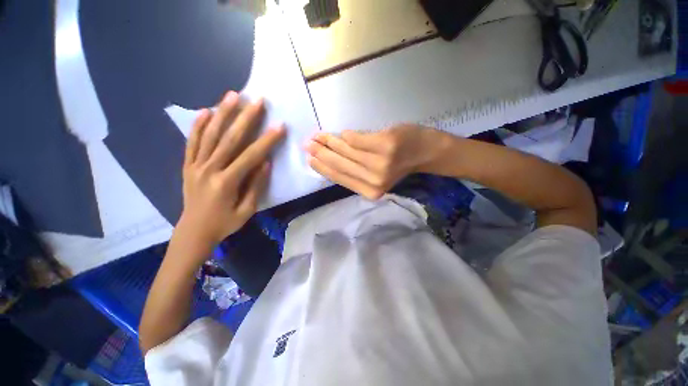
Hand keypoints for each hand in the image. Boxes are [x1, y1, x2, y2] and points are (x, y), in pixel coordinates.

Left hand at [179, 91, 284, 244]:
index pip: (250, 156)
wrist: (194, 231)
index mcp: (226, 182)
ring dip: (222, 113)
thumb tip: (266, 162)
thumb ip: (256, 185)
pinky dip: (198, 125)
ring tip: (232, 95)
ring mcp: (196, 165)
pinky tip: (205, 111)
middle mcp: (209, 169)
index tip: (279, 126)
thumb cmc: (225, 223)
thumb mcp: (247, 210)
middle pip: (229, 138)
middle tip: (257, 100)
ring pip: (209, 135)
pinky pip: (192, 142)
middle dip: (245, 118)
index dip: (267, 140)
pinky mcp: (188, 165)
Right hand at [305, 124, 450, 199]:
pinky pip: (356, 139)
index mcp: (370, 191)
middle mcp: (373, 180)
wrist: (425, 152)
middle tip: (308, 144)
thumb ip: (355, 172)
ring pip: (346, 150)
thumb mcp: (376, 175)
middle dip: (321, 153)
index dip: (322, 167)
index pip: (339, 177)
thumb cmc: (399, 164)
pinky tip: (342, 133)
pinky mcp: (385, 145)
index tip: (309, 159)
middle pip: (339, 164)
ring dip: (330, 142)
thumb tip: (329, 160)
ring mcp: (380, 163)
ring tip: (319, 136)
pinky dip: (347, 136)